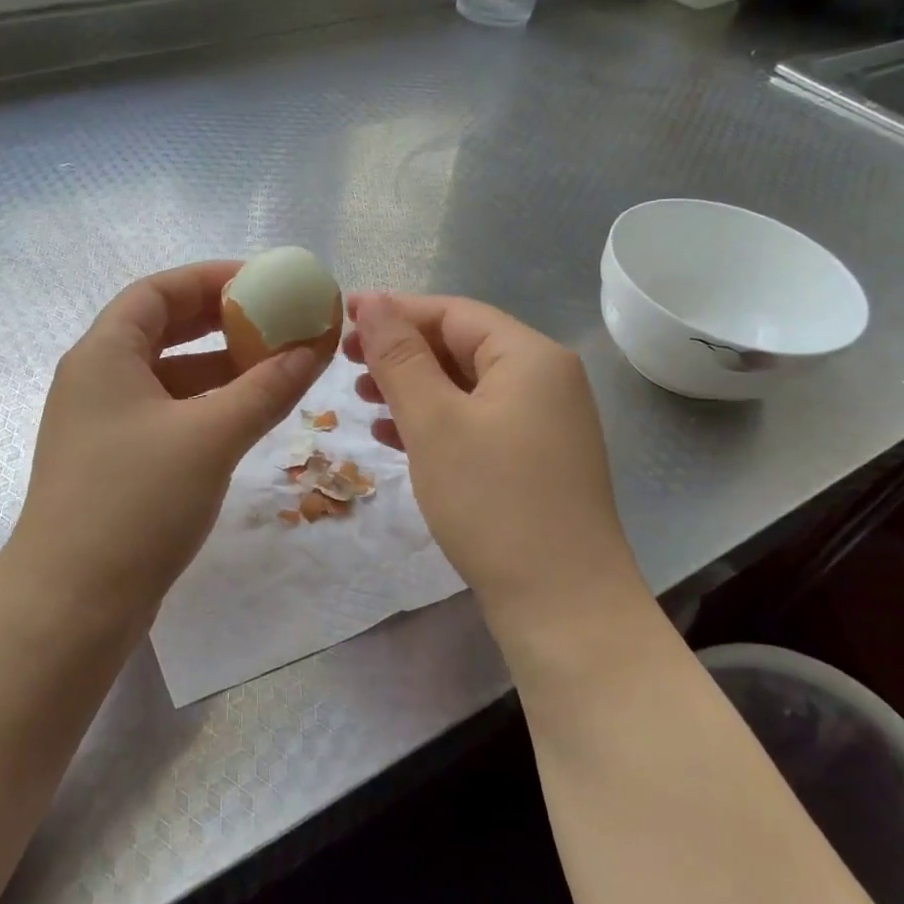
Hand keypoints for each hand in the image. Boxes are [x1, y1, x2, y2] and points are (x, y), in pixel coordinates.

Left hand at [8, 261, 327, 623]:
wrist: (72, 602)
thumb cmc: (136, 502)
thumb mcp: (211, 436)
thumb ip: (267, 387)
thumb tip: (315, 345)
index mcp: (104, 354)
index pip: (158, 291)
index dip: (211, 278)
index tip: (264, 282)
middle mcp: (96, 379)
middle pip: (163, 329)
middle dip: (221, 322)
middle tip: (276, 322)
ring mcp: (102, 424)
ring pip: (168, 376)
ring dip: (219, 368)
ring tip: (275, 369)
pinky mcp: (114, 462)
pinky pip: (167, 414)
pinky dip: (206, 407)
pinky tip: (245, 418)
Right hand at [345, 293, 641, 620]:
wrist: (562, 602)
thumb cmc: (493, 501)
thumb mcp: (435, 422)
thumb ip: (400, 357)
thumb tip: (374, 301)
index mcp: (529, 357)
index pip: (453, 313)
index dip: (395, 311)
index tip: (342, 317)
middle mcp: (545, 380)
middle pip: (461, 346)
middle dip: (401, 352)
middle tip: (345, 362)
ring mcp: (544, 423)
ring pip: (466, 387)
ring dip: (412, 388)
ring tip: (361, 398)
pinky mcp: (535, 460)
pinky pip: (477, 422)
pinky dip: (435, 422)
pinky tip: (393, 436)